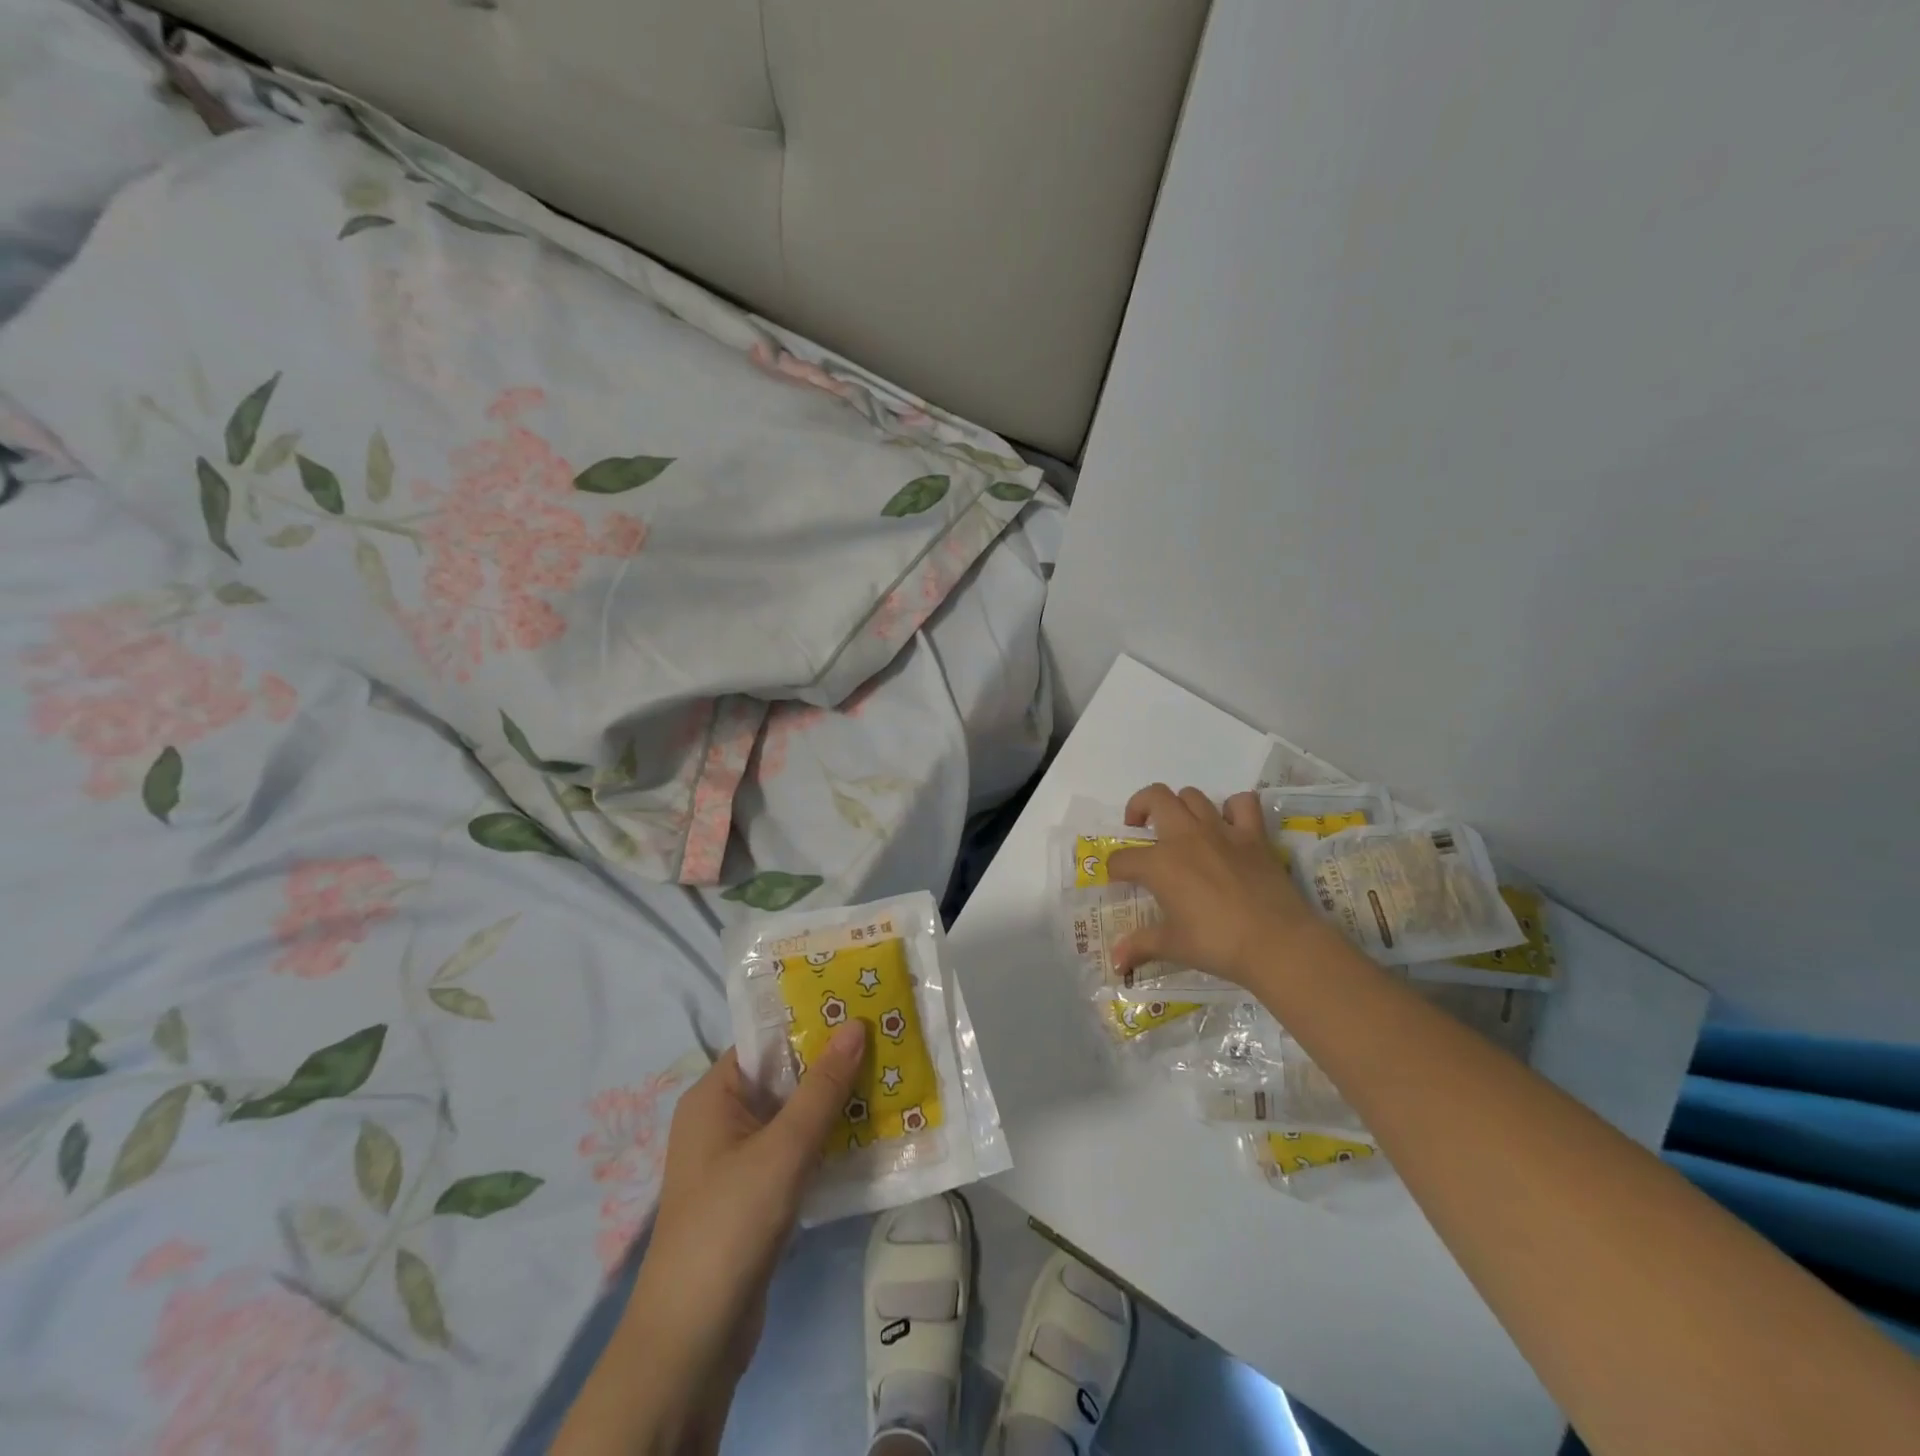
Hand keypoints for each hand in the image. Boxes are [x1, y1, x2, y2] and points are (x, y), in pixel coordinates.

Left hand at [634, 1024, 867, 1369]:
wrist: (694, 1339)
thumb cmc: (732, 1224)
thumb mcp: (784, 1149)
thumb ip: (822, 1088)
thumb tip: (855, 1025)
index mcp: (714, 1096)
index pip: (766, 1041)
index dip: (812, 1023)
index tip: (860, 1008)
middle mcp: (722, 1119)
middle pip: (783, 1076)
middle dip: (831, 1063)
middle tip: (884, 1040)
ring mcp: (737, 1159)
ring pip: (793, 1115)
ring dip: (833, 1103)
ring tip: (887, 1078)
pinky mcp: (754, 1193)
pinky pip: (794, 1150)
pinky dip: (826, 1139)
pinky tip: (868, 1132)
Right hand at [1106, 784, 1324, 988]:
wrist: (1276, 943)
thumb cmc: (1217, 944)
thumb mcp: (1172, 946)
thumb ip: (1140, 946)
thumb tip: (1115, 962)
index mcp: (1159, 863)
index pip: (1123, 859)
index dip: (1115, 869)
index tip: (1119, 880)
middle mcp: (1185, 837)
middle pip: (1154, 798)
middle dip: (1139, 807)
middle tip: (1139, 827)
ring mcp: (1221, 831)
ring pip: (1192, 795)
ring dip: (1180, 806)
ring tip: (1180, 827)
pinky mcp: (1253, 835)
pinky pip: (1242, 803)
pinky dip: (1233, 808)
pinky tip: (1229, 825)